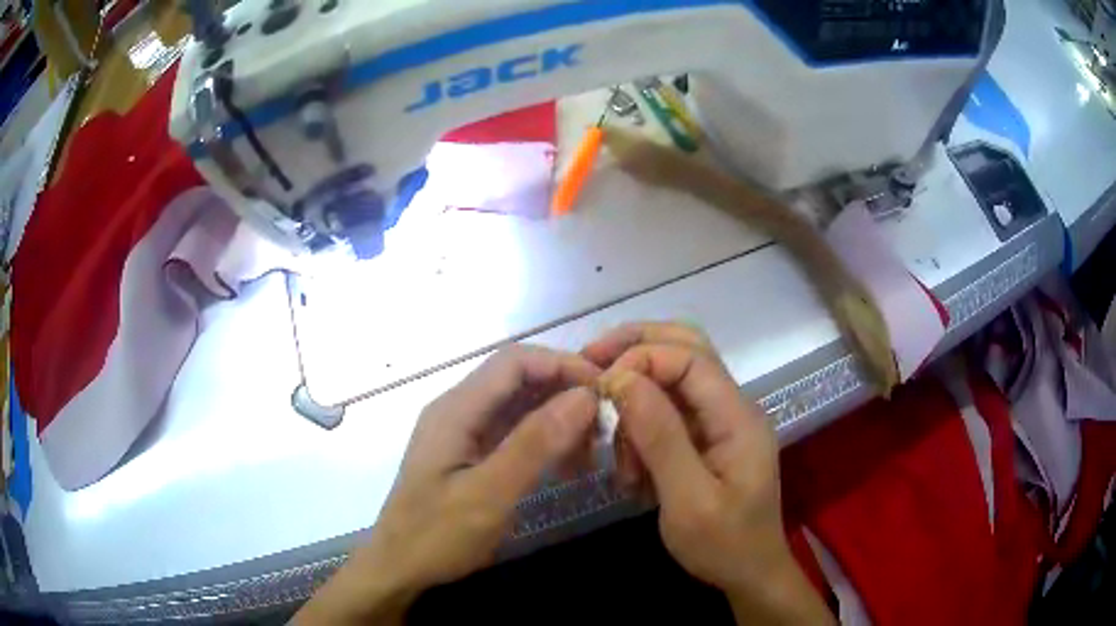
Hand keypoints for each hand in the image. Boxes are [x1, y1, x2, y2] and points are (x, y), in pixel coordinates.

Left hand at [294, 345, 600, 624]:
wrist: (399, 569)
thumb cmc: (436, 536)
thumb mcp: (489, 494)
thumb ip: (535, 444)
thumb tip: (584, 396)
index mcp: (456, 409)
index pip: (515, 361)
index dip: (562, 365)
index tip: (605, 390)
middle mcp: (458, 410)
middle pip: (519, 380)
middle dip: (565, 394)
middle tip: (604, 426)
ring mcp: (462, 432)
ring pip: (519, 407)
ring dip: (558, 420)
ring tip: (591, 451)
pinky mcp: (469, 454)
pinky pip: (513, 433)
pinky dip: (544, 441)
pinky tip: (567, 465)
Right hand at [585, 323, 832, 625]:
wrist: (749, 574)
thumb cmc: (724, 545)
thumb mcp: (688, 499)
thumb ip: (660, 437)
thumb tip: (623, 378)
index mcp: (738, 417)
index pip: (691, 357)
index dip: (642, 358)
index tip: (600, 386)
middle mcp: (733, 407)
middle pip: (686, 349)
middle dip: (637, 350)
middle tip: (591, 363)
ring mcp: (721, 423)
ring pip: (672, 382)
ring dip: (637, 408)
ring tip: (619, 460)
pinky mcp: (707, 440)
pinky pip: (669, 416)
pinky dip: (642, 432)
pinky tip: (632, 471)